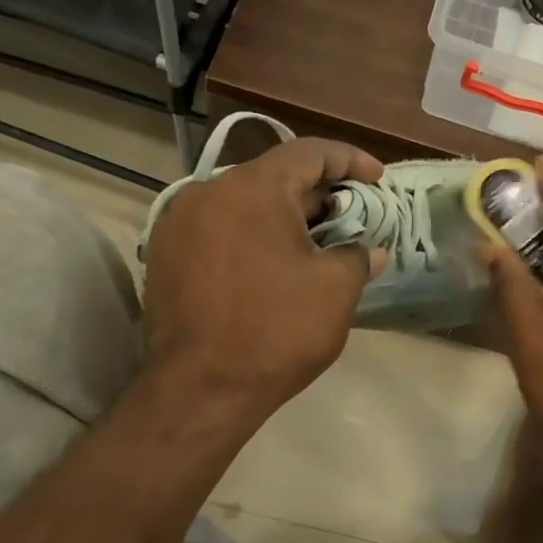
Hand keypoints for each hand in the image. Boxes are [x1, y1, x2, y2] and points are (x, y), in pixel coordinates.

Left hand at [143, 137, 386, 416]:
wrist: (199, 390)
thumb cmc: (275, 331)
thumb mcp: (335, 290)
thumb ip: (357, 256)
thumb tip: (369, 250)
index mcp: (253, 188)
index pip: (309, 152)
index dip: (350, 159)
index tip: (377, 178)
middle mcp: (209, 191)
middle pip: (274, 176)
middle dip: (318, 194)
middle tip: (351, 218)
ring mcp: (179, 223)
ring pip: (244, 204)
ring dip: (283, 217)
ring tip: (315, 244)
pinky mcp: (166, 255)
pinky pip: (219, 229)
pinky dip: (252, 236)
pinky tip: (272, 266)